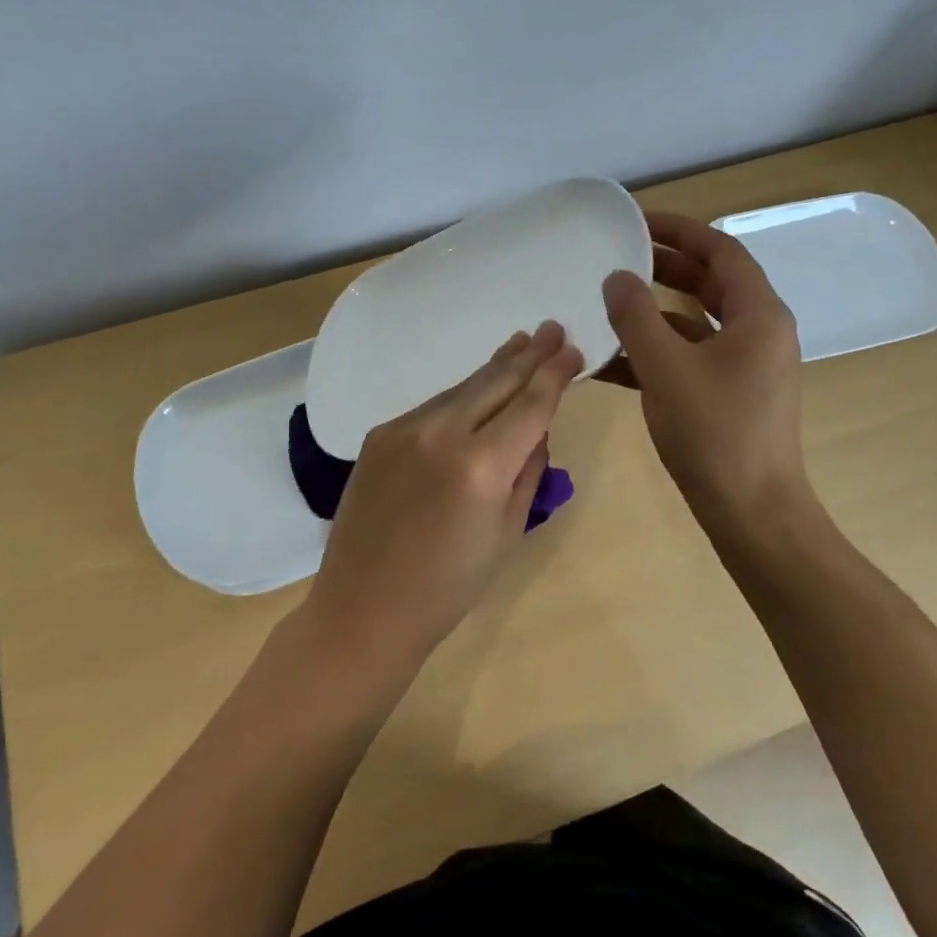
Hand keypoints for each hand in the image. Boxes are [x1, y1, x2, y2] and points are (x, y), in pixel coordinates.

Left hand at [303, 321, 584, 671]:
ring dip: (495, 367)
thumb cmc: (449, 586)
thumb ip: (529, 469)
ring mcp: (403, 429)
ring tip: (521, 343)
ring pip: (462, 388)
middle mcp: (441, 433)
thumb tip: (538, 425)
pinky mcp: (379, 435)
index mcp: (481, 466)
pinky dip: (462, 395)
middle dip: (529, 354)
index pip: (530, 404)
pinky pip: (433, 406)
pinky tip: (477, 387)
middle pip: (495, 381)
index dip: (555, 374)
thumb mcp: (508, 532)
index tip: (573, 349)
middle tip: (553, 328)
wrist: (364, 608)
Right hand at [601, 212, 807, 529]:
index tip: (638, 221)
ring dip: (656, 313)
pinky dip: (659, 352)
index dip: (680, 229)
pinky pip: (693, 358)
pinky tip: (614, 362)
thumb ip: (636, 317)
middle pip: (711, 283)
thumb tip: (617, 277)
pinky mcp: (733, 395)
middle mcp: (760, 332)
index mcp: (759, 315)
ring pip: (698, 323)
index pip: (721, 251)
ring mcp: (748, 366)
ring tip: (609, 305)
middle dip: (664, 268)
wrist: (752, 513)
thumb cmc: (714, 434)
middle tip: (618, 258)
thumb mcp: (666, 368)